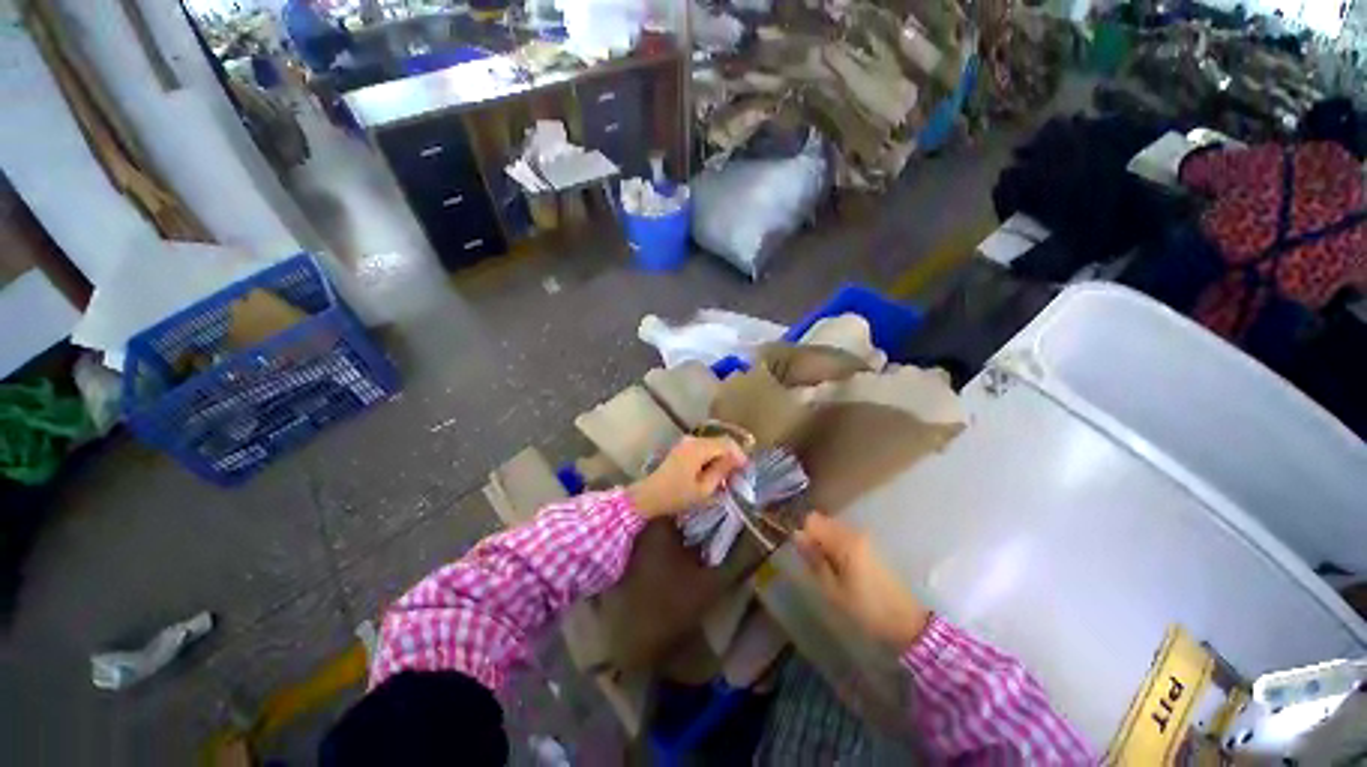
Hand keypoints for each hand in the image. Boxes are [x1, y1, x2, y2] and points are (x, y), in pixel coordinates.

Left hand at [627, 436, 747, 519]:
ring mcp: (686, 443)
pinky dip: (712, 458)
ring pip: (712, 445)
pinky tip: (714, 473)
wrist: (648, 496)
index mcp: (698, 448)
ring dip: (722, 458)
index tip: (747, 470)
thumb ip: (721, 471)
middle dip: (732, 456)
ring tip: (728, 476)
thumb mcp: (703, 489)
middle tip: (739, 475)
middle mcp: (693, 440)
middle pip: (720, 442)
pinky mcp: (683, 448)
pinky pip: (704, 448)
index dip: (740, 454)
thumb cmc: (676, 495)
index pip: (727, 443)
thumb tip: (736, 461)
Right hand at [794, 514, 930, 650]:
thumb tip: (796, 536)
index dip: (804, 535)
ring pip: (834, 530)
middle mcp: (855, 532)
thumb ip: (814, 560)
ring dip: (826, 544)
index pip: (812, 520)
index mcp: (844, 540)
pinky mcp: (871, 546)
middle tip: (817, 567)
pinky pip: (845, 537)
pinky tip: (843, 571)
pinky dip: (838, 548)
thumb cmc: (866, 609)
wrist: (907, 623)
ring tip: (830, 571)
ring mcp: (865, 538)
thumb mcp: (833, 590)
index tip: (805, 557)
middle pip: (823, 522)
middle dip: (815, 539)